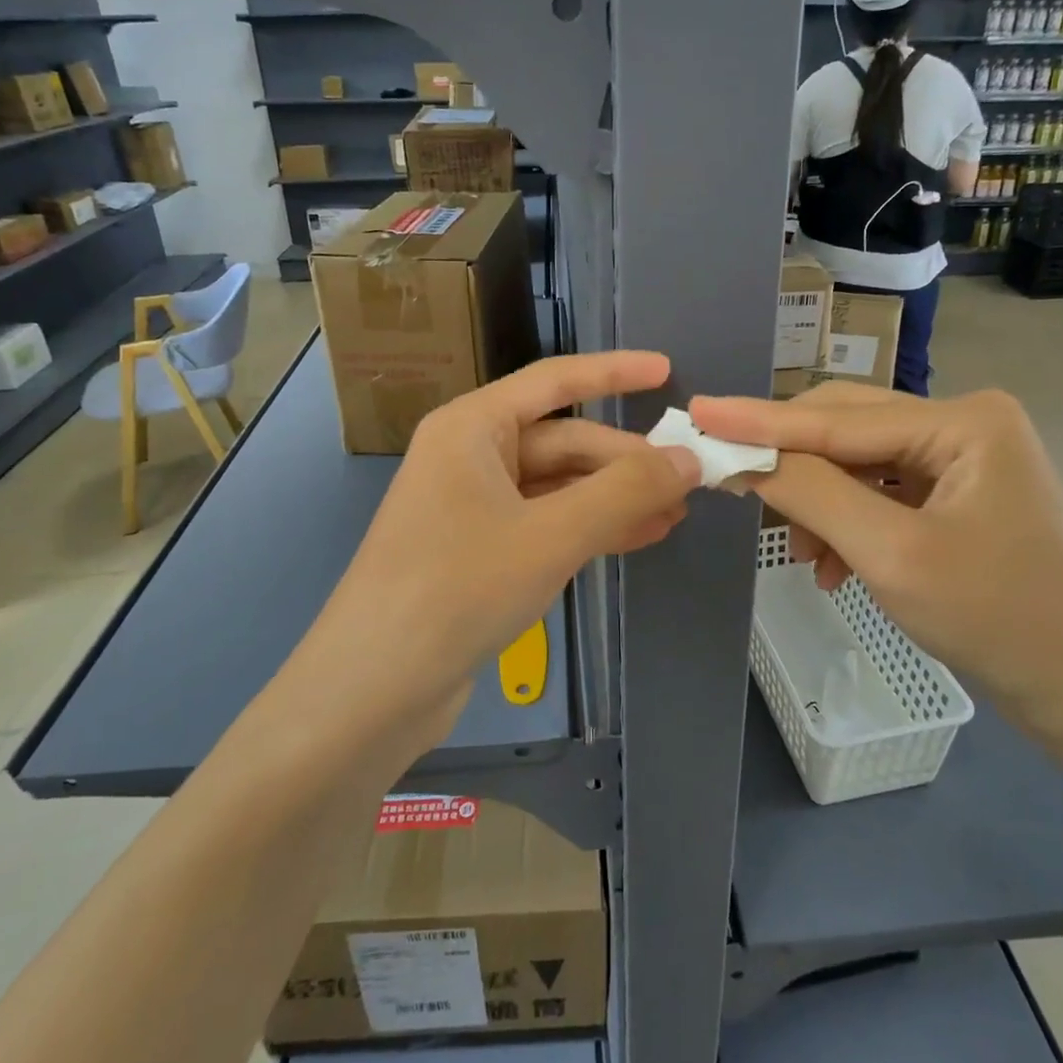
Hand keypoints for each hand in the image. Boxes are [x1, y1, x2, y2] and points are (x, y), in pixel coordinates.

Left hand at [295, 353, 701, 750]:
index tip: (667, 371)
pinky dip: (590, 529)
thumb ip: (624, 491)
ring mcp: (473, 507)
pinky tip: (638, 538)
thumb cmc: (457, 589)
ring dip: (614, 498)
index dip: (614, 372)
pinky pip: (546, 524)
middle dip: (625, 460)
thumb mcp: (551, 535)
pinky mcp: (479, 553)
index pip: (554, 381)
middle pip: (563, 442)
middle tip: (689, 479)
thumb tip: (688, 458)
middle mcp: (470, 457)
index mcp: (472, 428)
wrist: (373, 690)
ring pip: (559, 487)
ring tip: (676, 513)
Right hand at [689, 383, 1062, 741]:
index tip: (699, 412)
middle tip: (734, 486)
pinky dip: (849, 524)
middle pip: (847, 431)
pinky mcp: (960, 492)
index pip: (837, 418)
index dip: (761, 420)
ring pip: (859, 464)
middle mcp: (964, 422)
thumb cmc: (998, 621)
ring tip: (807, 558)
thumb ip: (812, 494)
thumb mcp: (890, 554)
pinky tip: (837, 567)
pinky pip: (881, 493)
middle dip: (793, 467)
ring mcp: (964, 457)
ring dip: (821, 505)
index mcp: (964, 420)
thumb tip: (741, 456)